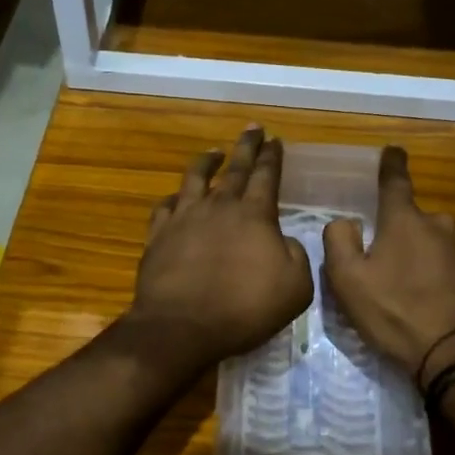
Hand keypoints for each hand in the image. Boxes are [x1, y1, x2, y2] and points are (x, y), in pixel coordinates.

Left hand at [130, 127, 314, 367]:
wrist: (183, 326)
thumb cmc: (245, 308)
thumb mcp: (295, 288)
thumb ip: (296, 256)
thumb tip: (284, 241)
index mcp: (255, 215)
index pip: (266, 175)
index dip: (272, 156)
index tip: (275, 139)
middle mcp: (219, 206)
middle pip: (235, 168)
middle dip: (246, 146)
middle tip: (252, 129)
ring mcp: (184, 218)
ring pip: (195, 178)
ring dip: (207, 161)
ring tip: (214, 152)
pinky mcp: (158, 235)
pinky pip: (165, 206)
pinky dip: (173, 197)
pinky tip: (176, 197)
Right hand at [322, 146, 454, 382]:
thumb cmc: (396, 315)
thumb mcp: (348, 282)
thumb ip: (339, 242)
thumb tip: (346, 221)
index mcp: (404, 223)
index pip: (395, 182)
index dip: (391, 165)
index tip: (393, 151)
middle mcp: (442, 225)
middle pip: (419, 223)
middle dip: (407, 238)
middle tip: (396, 273)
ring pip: (445, 245)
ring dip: (433, 260)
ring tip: (425, 296)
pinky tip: (451, 306)